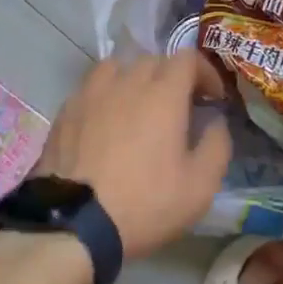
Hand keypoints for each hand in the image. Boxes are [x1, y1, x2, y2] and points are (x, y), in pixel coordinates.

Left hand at [35, 53, 230, 258]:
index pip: (187, 57)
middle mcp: (126, 83)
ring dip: (134, 78)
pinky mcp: (66, 111)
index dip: (205, 72)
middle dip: (172, 76)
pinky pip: (91, 87)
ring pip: (117, 67)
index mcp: (163, 94)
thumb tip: (215, 122)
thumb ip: (217, 145)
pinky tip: (106, 121)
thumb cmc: (145, 204)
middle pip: (153, 60)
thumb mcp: (200, 186)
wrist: (74, 225)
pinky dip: (106, 95)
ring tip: (138, 106)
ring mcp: (91, 94)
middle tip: (179, 107)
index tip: (212, 98)